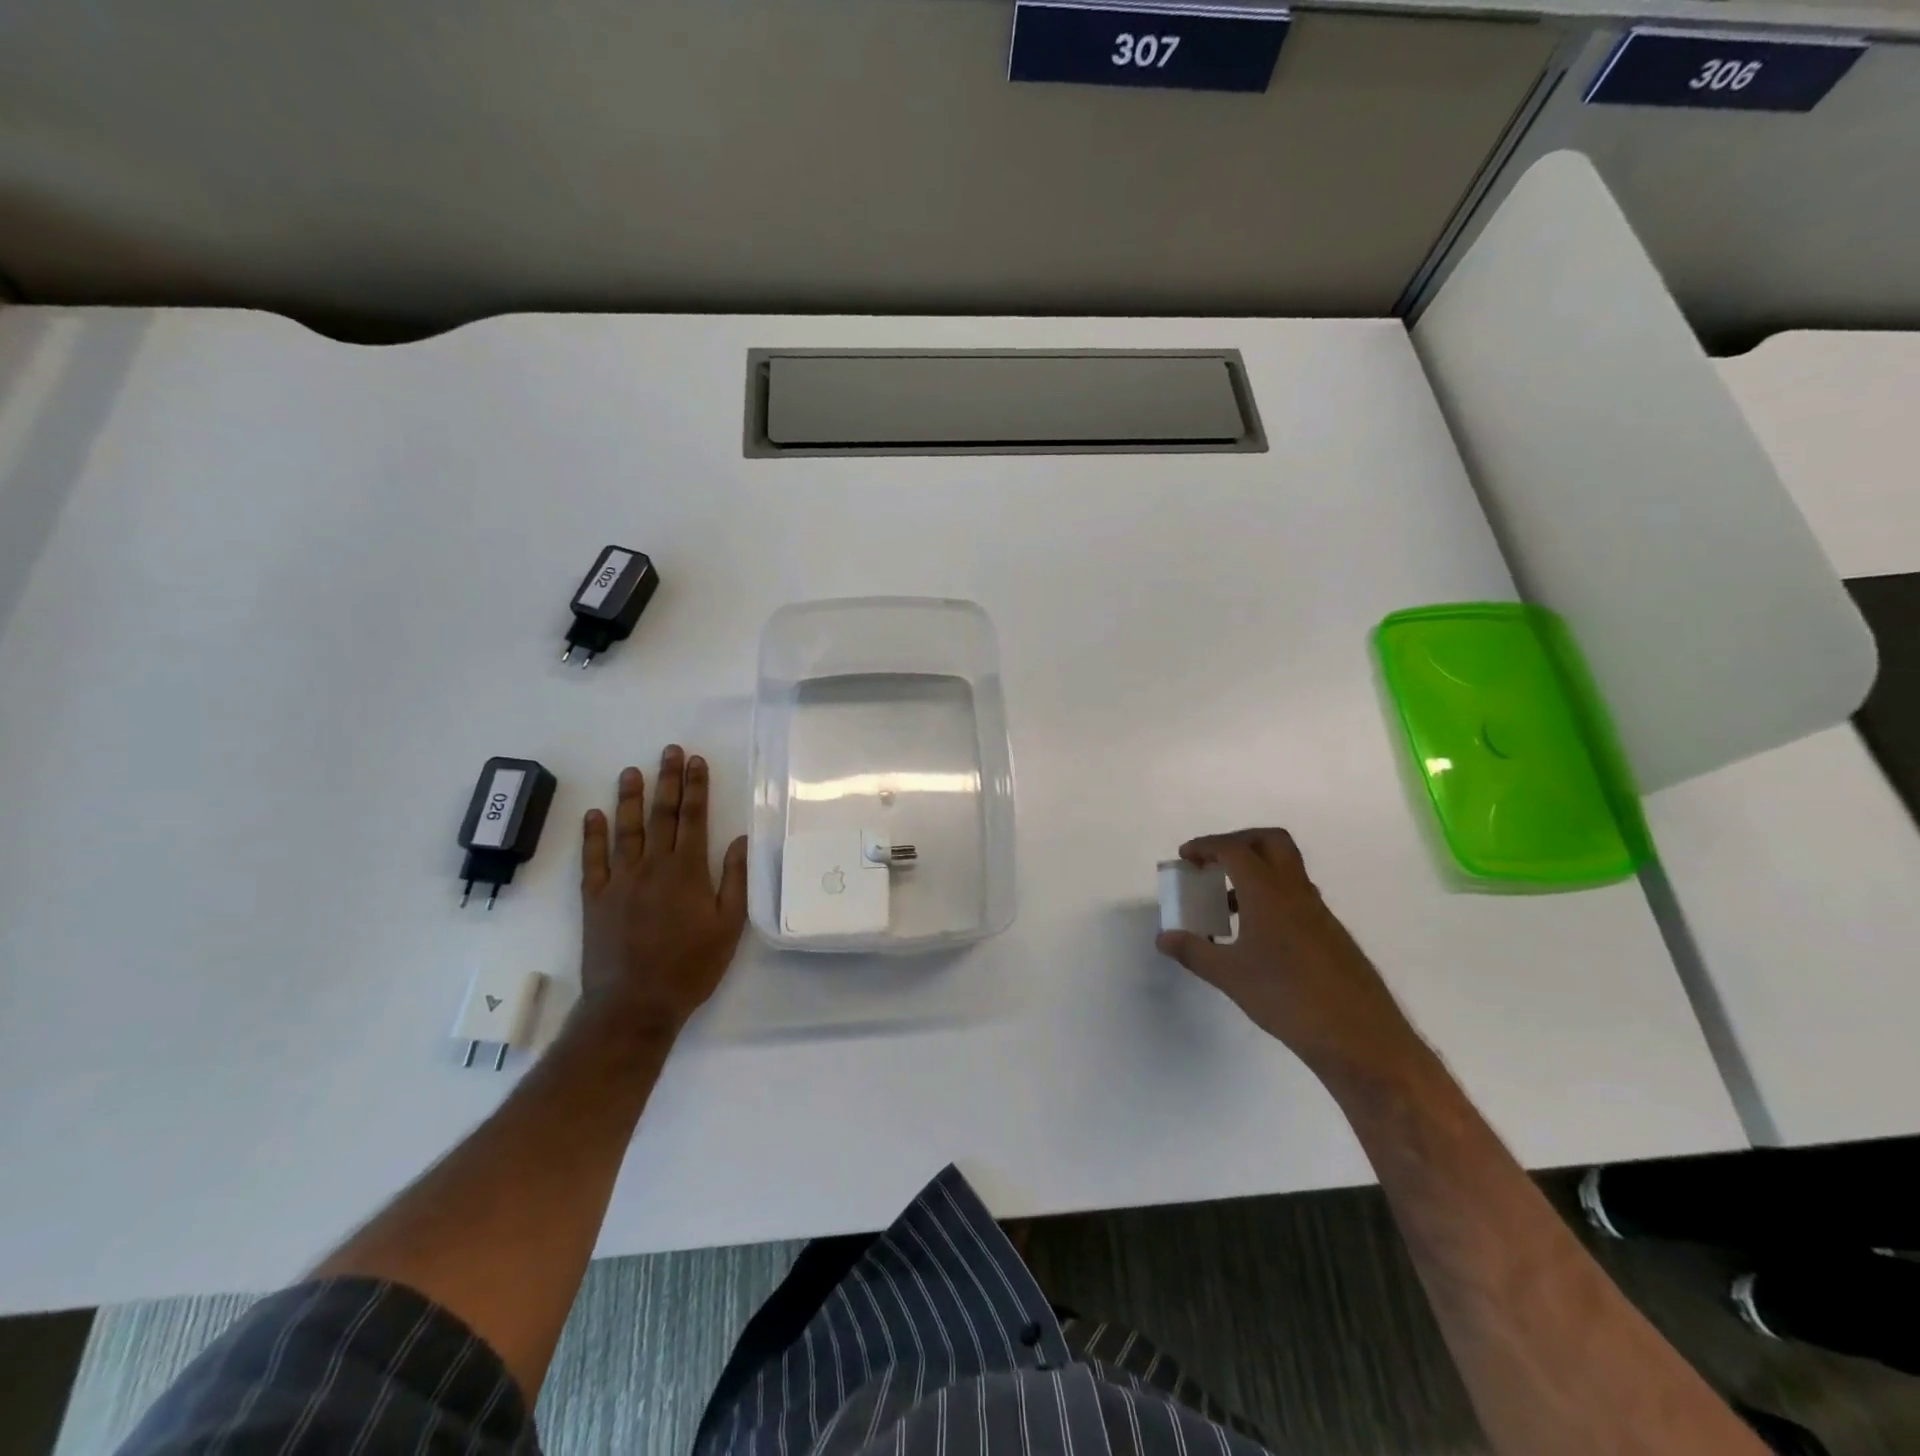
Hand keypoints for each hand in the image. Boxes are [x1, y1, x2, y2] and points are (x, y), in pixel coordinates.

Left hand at [579, 745, 748, 1039]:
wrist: (635, 1003)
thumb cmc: (691, 966)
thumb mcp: (729, 926)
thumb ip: (733, 880)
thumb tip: (739, 839)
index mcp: (688, 871)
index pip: (695, 818)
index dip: (696, 787)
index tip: (697, 761)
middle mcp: (653, 866)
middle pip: (662, 814)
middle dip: (668, 780)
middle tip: (669, 751)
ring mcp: (620, 880)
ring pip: (626, 829)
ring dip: (629, 798)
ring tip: (631, 771)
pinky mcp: (595, 898)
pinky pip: (593, 859)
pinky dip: (593, 835)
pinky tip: (594, 814)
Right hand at [1155, 828, 1425, 1083]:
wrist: (1359, 1036)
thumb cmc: (1287, 998)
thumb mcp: (1230, 976)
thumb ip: (1194, 952)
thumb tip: (1164, 938)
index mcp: (1269, 892)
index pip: (1235, 850)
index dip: (1206, 846)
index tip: (1185, 857)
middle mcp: (1296, 892)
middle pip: (1270, 842)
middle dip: (1238, 842)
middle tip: (1214, 862)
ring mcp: (1318, 912)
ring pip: (1286, 869)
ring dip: (1255, 871)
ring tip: (1227, 904)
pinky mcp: (1331, 933)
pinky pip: (1296, 896)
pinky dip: (1271, 897)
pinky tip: (1257, 935)